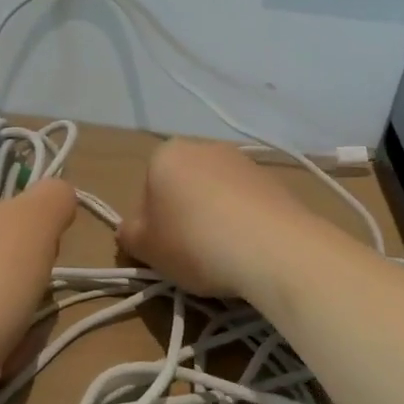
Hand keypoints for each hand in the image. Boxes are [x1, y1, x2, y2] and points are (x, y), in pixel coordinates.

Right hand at [117, 139, 329, 303]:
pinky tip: (248, 249)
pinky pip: (246, 203)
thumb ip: (130, 234)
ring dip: (214, 219)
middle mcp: (204, 146)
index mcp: (166, 154)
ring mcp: (242, 161)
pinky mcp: (273, 179)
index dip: (150, 226)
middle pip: (182, 188)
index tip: (162, 252)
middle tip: (190, 255)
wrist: (272, 246)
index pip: (146, 191)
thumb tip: (134, 229)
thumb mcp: (145, 247)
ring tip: (223, 256)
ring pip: (216, 195)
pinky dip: (243, 222)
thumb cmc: (194, 241)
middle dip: (183, 217)